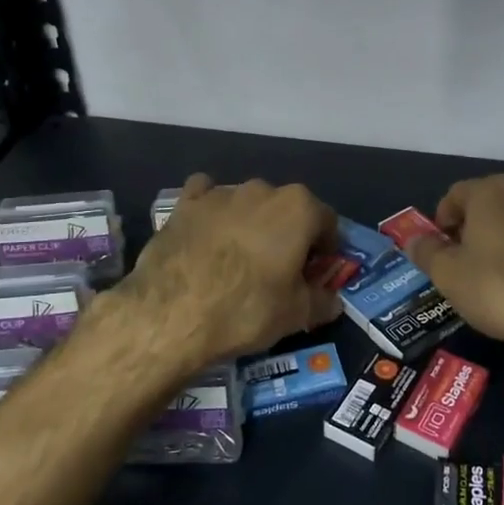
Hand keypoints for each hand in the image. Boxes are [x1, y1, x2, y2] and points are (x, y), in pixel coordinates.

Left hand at [121, 173, 340, 367]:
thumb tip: (333, 301)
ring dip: (251, 223)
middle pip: (286, 209)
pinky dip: (211, 211)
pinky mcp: (185, 203)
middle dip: (288, 234)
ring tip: (238, 259)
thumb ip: (322, 301)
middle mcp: (262, 189)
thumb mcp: (295, 315)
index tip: (315, 272)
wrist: (171, 313)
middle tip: (280, 269)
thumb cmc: (246, 309)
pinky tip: (206, 234)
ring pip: (247, 203)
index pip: (327, 221)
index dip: (326, 248)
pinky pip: (205, 197)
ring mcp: (220, 192)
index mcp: (298, 208)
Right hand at [404, 174, 503, 358]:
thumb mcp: (447, 274)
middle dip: (469, 229)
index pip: (454, 194)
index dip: (441, 221)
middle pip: (486, 205)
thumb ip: (426, 251)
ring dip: (498, 241)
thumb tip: (413, 240)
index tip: (438, 250)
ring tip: (491, 276)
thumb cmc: (498, 287)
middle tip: (460, 263)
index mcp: (490, 191)